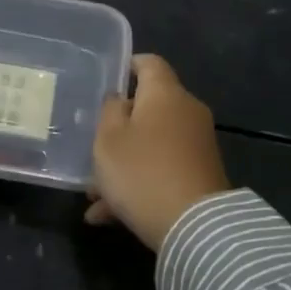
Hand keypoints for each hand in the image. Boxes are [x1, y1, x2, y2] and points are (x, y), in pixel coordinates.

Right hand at [86, 55, 230, 251]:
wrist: (194, 226)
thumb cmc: (142, 171)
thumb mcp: (108, 139)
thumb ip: (109, 111)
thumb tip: (120, 99)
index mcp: (165, 94)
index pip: (149, 63)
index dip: (127, 66)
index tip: (106, 81)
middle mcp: (187, 112)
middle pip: (148, 109)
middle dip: (117, 128)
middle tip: (90, 148)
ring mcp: (196, 145)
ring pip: (150, 144)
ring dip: (122, 163)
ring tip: (93, 195)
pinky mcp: (200, 175)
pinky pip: (161, 169)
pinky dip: (137, 184)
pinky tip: (108, 215)